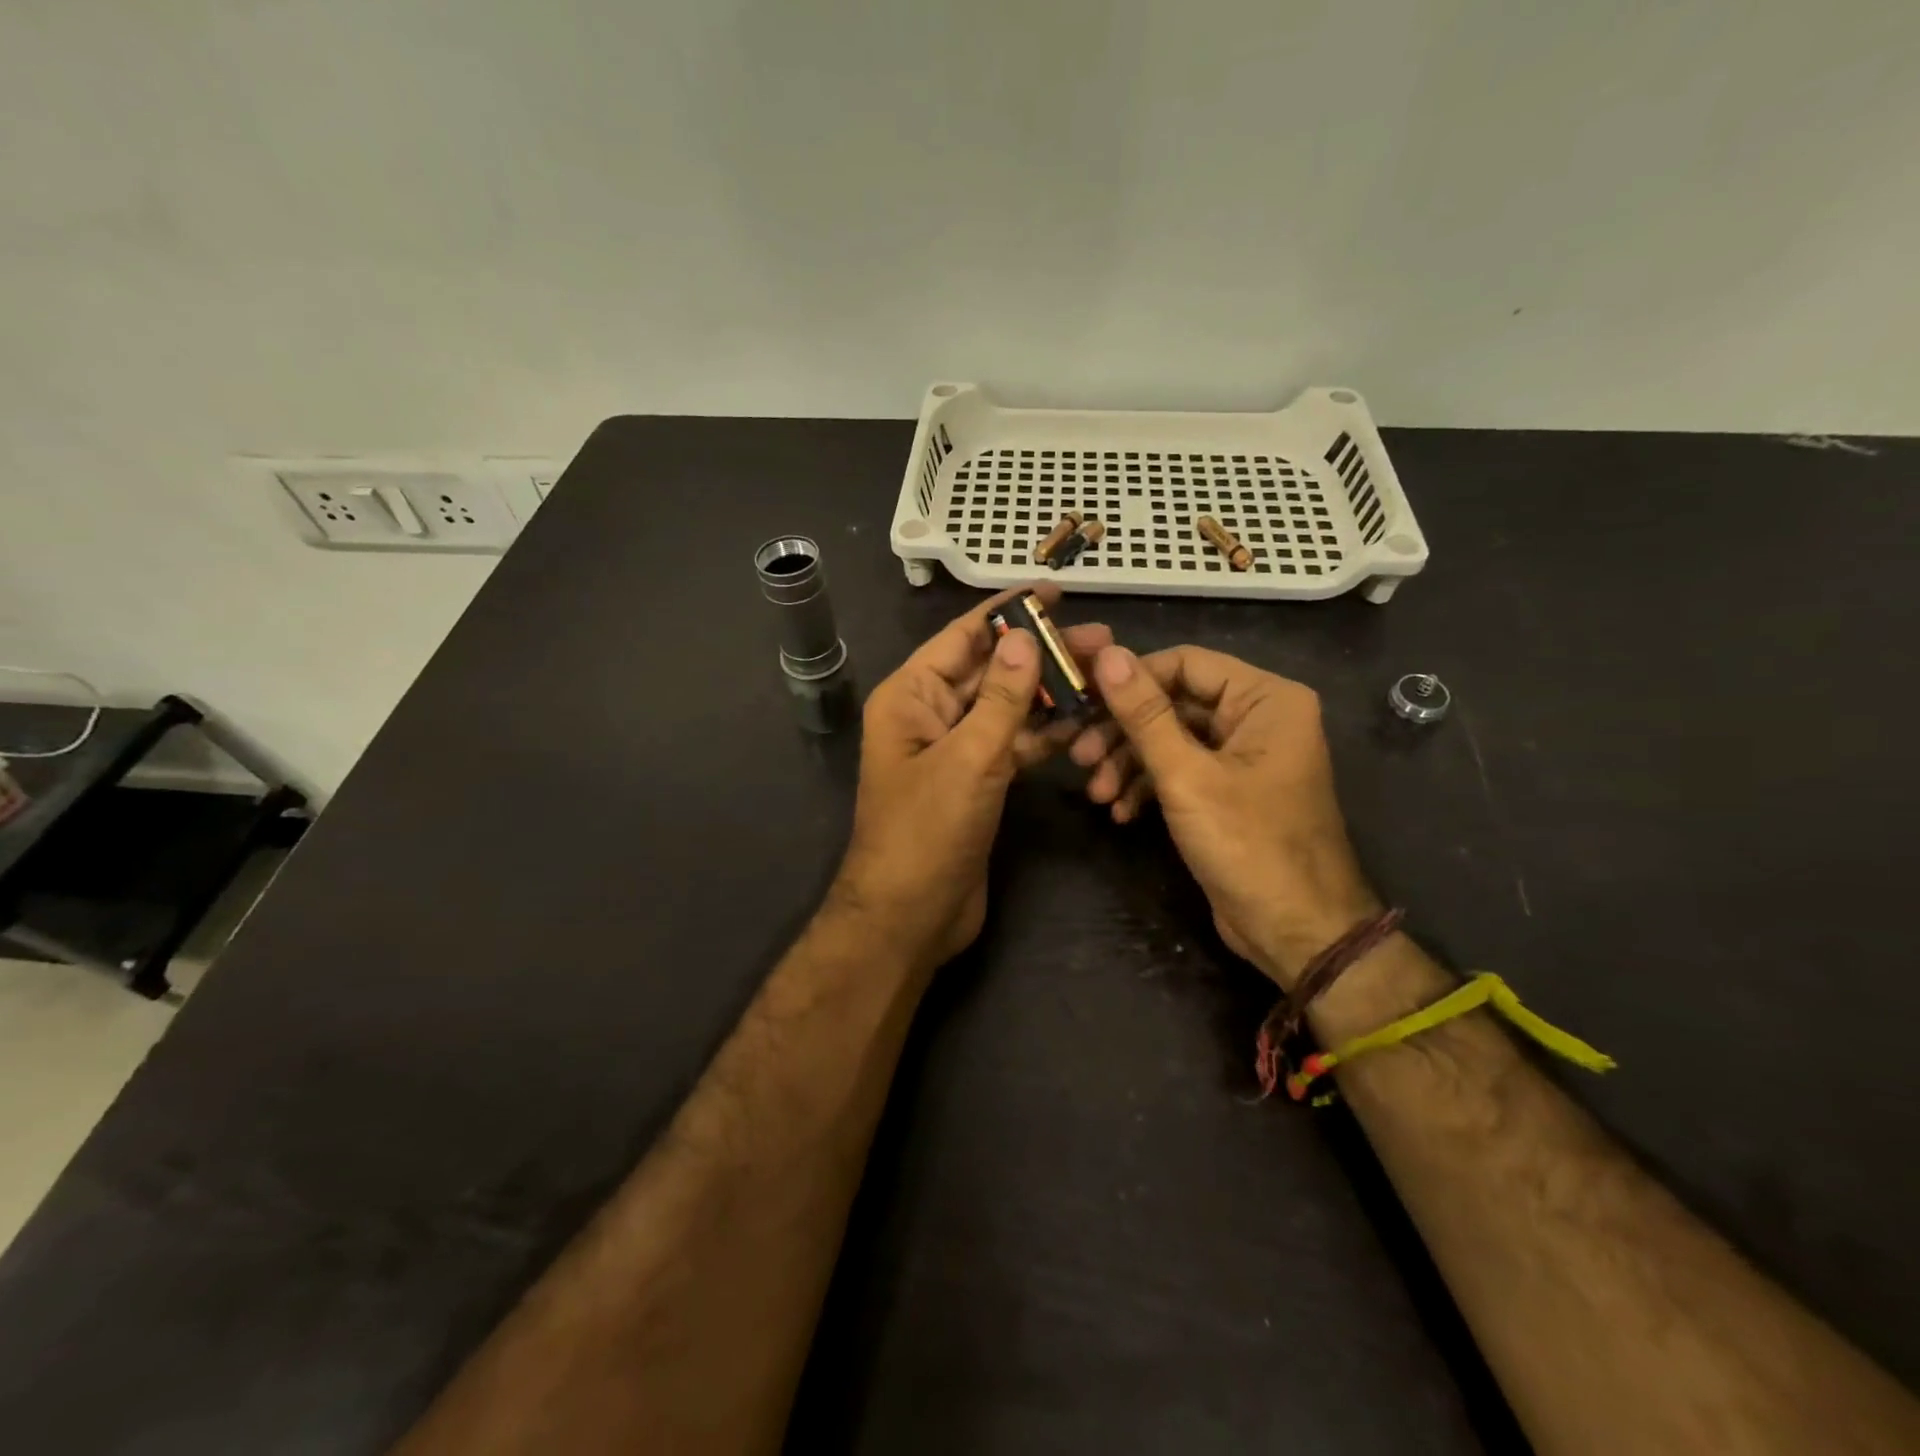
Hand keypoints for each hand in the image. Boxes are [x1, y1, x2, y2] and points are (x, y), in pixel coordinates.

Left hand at [830, 586, 1112, 976]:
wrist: (910, 916)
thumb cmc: (927, 832)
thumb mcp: (968, 758)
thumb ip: (1001, 698)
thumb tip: (1024, 636)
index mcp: (911, 696)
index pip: (963, 637)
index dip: (1008, 611)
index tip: (1054, 591)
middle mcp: (930, 714)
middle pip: (991, 670)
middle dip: (1042, 654)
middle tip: (1102, 639)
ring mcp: (955, 749)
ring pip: (1007, 708)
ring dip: (1050, 693)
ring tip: (1105, 675)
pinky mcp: (976, 781)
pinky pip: (1013, 744)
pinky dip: (1045, 735)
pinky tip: (1085, 722)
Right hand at [1069, 645, 1379, 986]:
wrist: (1295, 932)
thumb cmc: (1248, 845)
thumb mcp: (1186, 776)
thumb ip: (1144, 714)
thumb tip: (1106, 654)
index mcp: (1265, 699)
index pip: (1185, 663)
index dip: (1131, 679)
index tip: (1082, 702)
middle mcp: (1258, 718)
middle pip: (1174, 703)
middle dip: (1123, 733)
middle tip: (1080, 757)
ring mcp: (1243, 756)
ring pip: (1171, 739)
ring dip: (1129, 764)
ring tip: (1098, 795)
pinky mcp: (1228, 790)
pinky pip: (1181, 771)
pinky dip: (1149, 787)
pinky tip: (1121, 813)